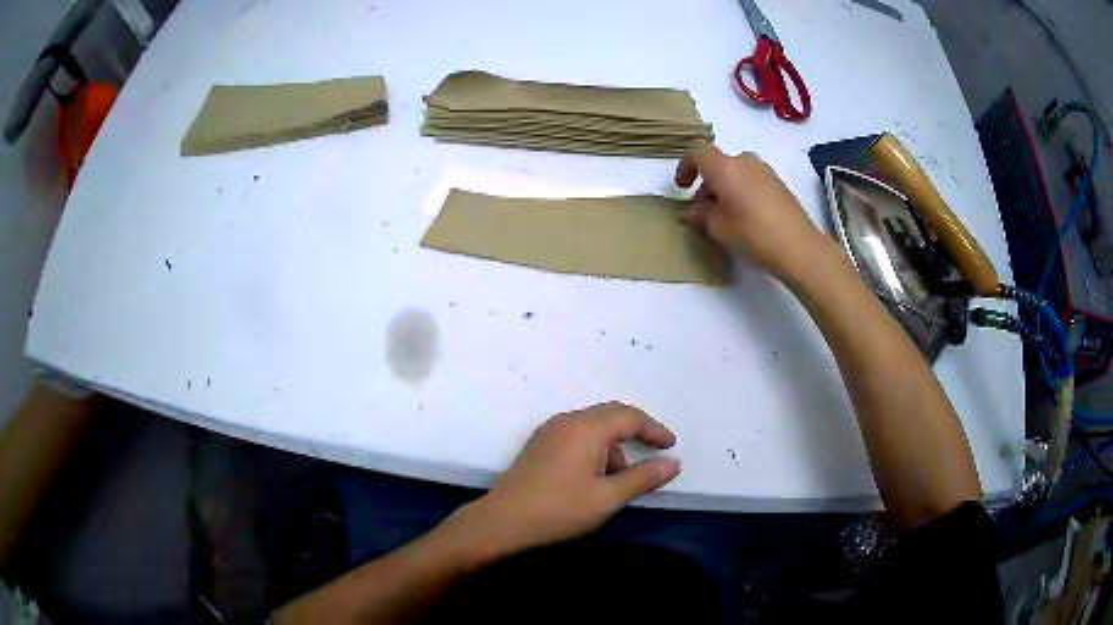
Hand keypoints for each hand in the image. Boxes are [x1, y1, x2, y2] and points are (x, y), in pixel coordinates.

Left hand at [454, 402, 679, 560]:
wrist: (503, 521)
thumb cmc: (560, 509)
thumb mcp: (608, 497)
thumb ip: (643, 478)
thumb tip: (673, 463)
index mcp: (587, 428)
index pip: (629, 417)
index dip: (654, 429)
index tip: (671, 446)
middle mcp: (567, 421)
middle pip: (610, 416)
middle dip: (635, 433)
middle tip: (654, 453)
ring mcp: (549, 431)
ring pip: (592, 427)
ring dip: (613, 446)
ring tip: (620, 479)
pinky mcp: (539, 445)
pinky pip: (576, 436)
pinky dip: (594, 450)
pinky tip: (594, 477)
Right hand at [675, 141, 824, 279]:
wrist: (798, 247)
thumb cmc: (752, 234)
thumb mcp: (718, 227)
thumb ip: (700, 214)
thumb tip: (690, 211)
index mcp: (725, 167)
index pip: (698, 151)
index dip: (685, 166)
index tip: (682, 188)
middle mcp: (744, 161)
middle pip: (718, 163)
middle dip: (707, 183)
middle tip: (703, 210)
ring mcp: (764, 171)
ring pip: (735, 172)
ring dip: (725, 188)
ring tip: (724, 217)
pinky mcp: (778, 183)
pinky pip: (751, 180)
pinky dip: (741, 191)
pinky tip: (745, 217)